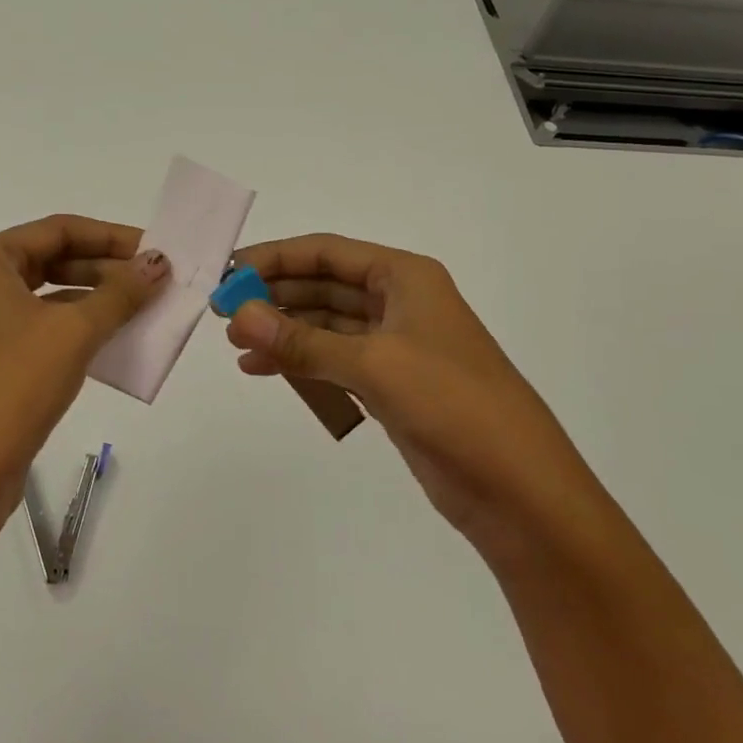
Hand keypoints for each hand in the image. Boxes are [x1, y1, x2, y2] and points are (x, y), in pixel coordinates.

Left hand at [0, 215, 168, 542]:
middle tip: (154, 281)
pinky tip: (109, 343)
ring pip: (43, 298)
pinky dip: (72, 331)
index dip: (111, 237)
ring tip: (141, 309)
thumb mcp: (74, 332)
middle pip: (49, 261)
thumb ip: (121, 292)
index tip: (155, 250)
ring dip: (93, 301)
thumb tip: (158, 262)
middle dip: (105, 269)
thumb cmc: (13, 386)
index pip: (57, 229)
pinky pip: (34, 331)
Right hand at [224, 235, 596, 554]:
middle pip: (324, 286)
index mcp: (406, 278)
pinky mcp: (391, 385)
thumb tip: (237, 316)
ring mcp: (396, 346)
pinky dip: (299, 362)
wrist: (518, 490)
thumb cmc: (452, 405)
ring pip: (325, 325)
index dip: (276, 258)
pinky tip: (262, 370)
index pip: (328, 252)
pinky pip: (333, 360)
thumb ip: (301, 341)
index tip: (229, 272)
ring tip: (236, 344)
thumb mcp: (373, 365)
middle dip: (275, 295)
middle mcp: (400, 303)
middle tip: (224, 312)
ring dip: (283, 330)